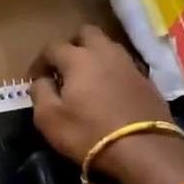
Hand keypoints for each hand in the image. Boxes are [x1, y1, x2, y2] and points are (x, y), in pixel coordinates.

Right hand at [30, 26, 183, 183]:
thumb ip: (40, 92)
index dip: (40, 61)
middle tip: (64, 67)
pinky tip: (110, 90)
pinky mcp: (148, 81)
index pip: (52, 47)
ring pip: (109, 47)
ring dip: (95, 56)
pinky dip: (113, 72)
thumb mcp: (49, 118)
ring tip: (88, 78)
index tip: (35, 78)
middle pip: (86, 33)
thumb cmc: (89, 133)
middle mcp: (104, 53)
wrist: (145, 150)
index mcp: (78, 58)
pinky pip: (125, 66)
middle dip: (72, 45)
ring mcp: (130, 65)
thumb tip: (41, 80)